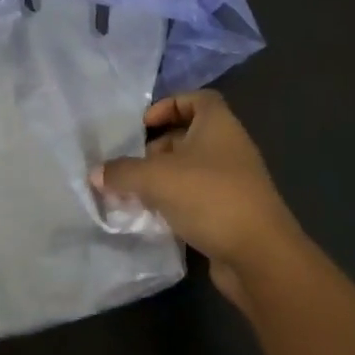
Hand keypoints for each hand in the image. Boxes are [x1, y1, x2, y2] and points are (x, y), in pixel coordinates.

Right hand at [91, 90, 301, 305]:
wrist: (258, 255)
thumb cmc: (209, 197)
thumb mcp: (155, 178)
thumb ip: (122, 172)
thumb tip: (96, 173)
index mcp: (218, 125)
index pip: (196, 99)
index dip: (169, 105)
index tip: (144, 125)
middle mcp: (229, 147)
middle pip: (190, 135)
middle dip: (158, 148)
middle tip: (132, 164)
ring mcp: (234, 181)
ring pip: (191, 169)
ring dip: (164, 178)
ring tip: (136, 193)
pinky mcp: (232, 212)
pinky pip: (198, 197)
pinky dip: (176, 203)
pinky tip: (154, 218)